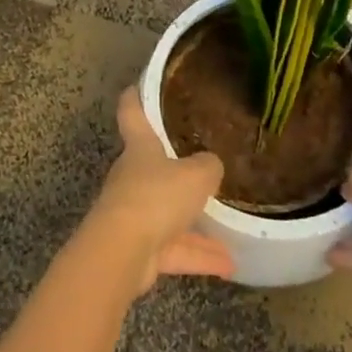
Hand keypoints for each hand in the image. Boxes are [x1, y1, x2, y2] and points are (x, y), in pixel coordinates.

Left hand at [81, 88, 234, 292]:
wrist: (121, 252)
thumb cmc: (155, 197)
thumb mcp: (195, 175)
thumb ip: (207, 167)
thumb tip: (211, 165)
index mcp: (140, 148)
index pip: (132, 114)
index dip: (134, 98)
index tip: (135, 86)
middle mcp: (133, 177)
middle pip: (153, 167)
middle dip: (174, 170)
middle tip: (200, 168)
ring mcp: (134, 214)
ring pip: (169, 215)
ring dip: (197, 226)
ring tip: (230, 235)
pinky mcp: (139, 249)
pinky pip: (174, 248)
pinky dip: (198, 255)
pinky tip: (229, 265)